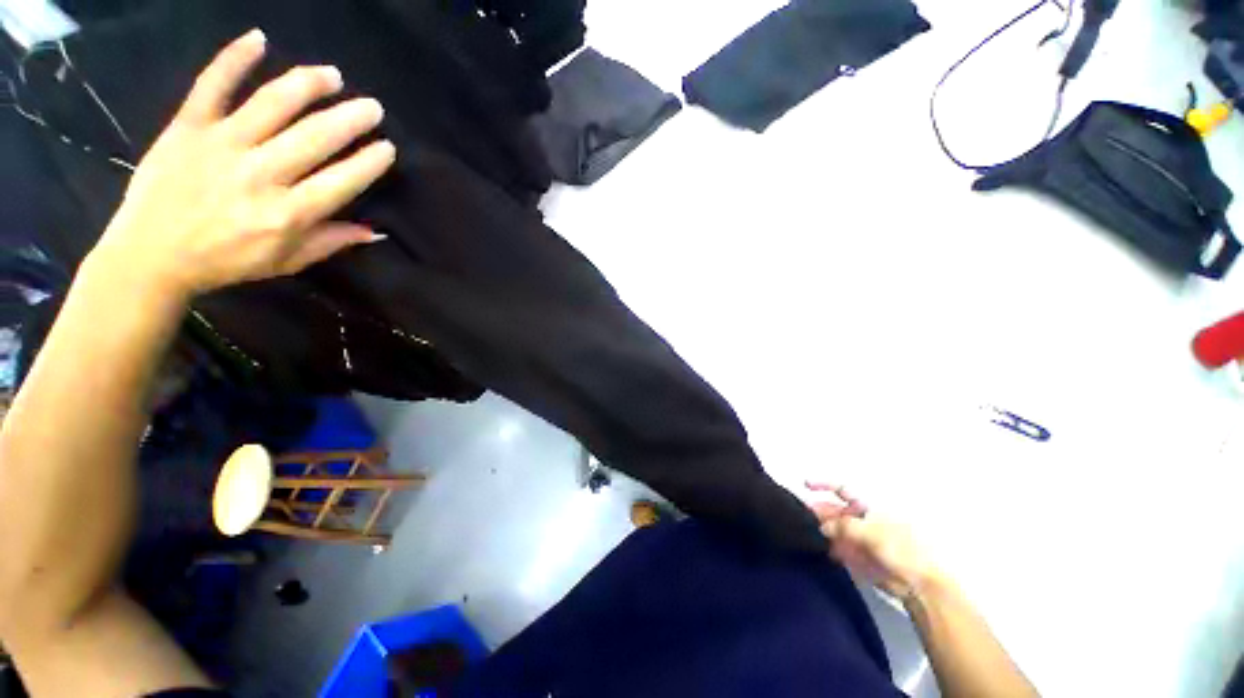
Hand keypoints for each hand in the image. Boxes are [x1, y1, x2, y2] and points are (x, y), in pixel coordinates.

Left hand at [92, 29, 395, 298]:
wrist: (150, 255)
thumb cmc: (227, 261)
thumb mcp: (287, 262)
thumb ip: (330, 242)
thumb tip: (374, 231)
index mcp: (287, 213)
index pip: (341, 181)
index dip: (369, 163)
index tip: (387, 148)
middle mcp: (259, 175)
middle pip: (314, 137)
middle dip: (350, 119)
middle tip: (373, 107)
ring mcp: (221, 145)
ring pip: (272, 104)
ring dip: (308, 85)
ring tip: (333, 75)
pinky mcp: (187, 127)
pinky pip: (212, 85)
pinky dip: (234, 58)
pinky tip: (260, 38)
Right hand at [806, 482, 942, 600]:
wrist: (919, 584)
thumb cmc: (900, 548)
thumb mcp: (871, 531)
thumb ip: (843, 525)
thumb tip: (823, 525)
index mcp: (869, 506)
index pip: (842, 489)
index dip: (823, 485)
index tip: (805, 484)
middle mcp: (863, 519)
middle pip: (836, 509)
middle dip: (819, 510)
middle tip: (802, 514)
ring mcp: (861, 538)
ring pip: (835, 528)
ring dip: (823, 529)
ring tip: (808, 532)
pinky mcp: (860, 556)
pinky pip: (840, 547)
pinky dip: (831, 547)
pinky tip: (823, 549)